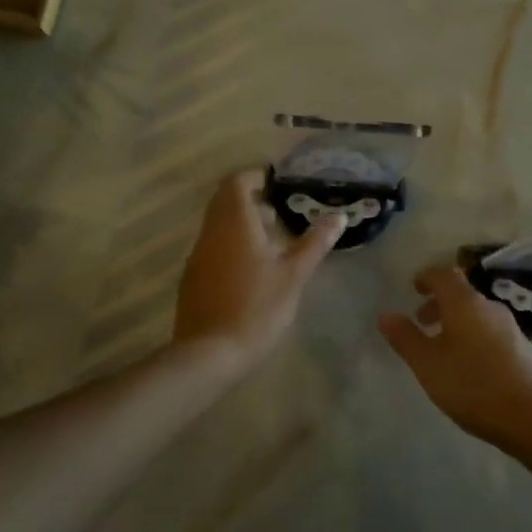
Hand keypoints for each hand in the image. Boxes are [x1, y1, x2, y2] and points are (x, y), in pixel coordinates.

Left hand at [174, 170, 344, 368]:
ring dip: (241, 222)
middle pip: (225, 200)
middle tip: (280, 212)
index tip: (280, 186)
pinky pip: (212, 245)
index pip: (237, 182)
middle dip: (251, 198)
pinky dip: (231, 243)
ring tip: (272, 240)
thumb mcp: (294, 274)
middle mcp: (211, 231)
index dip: (257, 177)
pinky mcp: (193, 277)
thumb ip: (315, 242)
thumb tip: (339, 216)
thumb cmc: (257, 308)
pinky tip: (252, 268)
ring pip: (218, 223)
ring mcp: (198, 255)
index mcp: (234, 223)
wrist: (209, 354)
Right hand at [378, 265, 531, 451]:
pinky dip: (473, 336)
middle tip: (422, 321)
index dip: (427, 277)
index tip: (414, 288)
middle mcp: (490, 307)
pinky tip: (469, 366)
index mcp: (465, 303)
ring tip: (442, 348)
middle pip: (461, 294)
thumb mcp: (428, 365)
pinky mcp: (524, 349)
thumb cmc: (473, 386)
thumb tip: (386, 315)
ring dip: (456, 322)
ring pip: (477, 314)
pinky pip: (491, 331)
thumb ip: (405, 338)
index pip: (444, 275)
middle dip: (439, 303)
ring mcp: (511, 328)